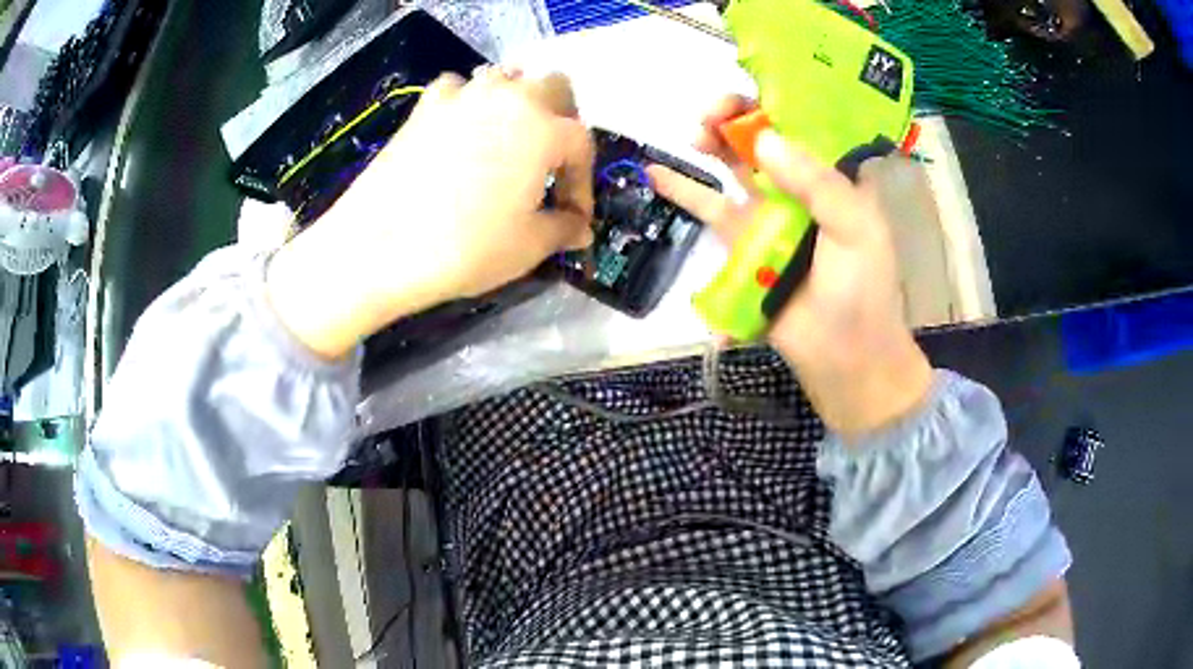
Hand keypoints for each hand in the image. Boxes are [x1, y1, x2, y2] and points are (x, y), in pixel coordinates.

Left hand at [266, 69, 594, 359]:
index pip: (582, 146)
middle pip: (553, 86)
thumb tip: (580, 228)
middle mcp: (508, 100)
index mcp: (544, 129)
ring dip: (516, 101)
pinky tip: (460, 130)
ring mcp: (462, 97)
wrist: (378, 248)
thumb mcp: (528, 246)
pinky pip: (456, 90)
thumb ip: (564, 229)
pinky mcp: (424, 108)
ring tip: (510, 138)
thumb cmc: (465, 248)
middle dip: (562, 120)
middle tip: (551, 161)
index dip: (582, 184)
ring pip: (505, 79)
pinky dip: (466, 103)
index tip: (574, 217)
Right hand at [649, 96, 933, 436]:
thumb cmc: (862, 291)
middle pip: (763, 138)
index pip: (803, 124)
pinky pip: (711, 210)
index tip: (747, 98)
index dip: (773, 102)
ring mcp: (770, 214)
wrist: (843, 357)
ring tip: (695, 134)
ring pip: (735, 166)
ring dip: (712, 144)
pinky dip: (684, 191)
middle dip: (735, 118)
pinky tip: (657, 172)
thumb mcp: (856, 230)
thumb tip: (763, 139)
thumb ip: (816, 183)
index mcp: (835, 178)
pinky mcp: (743, 243)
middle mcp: (802, 187)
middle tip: (712, 117)